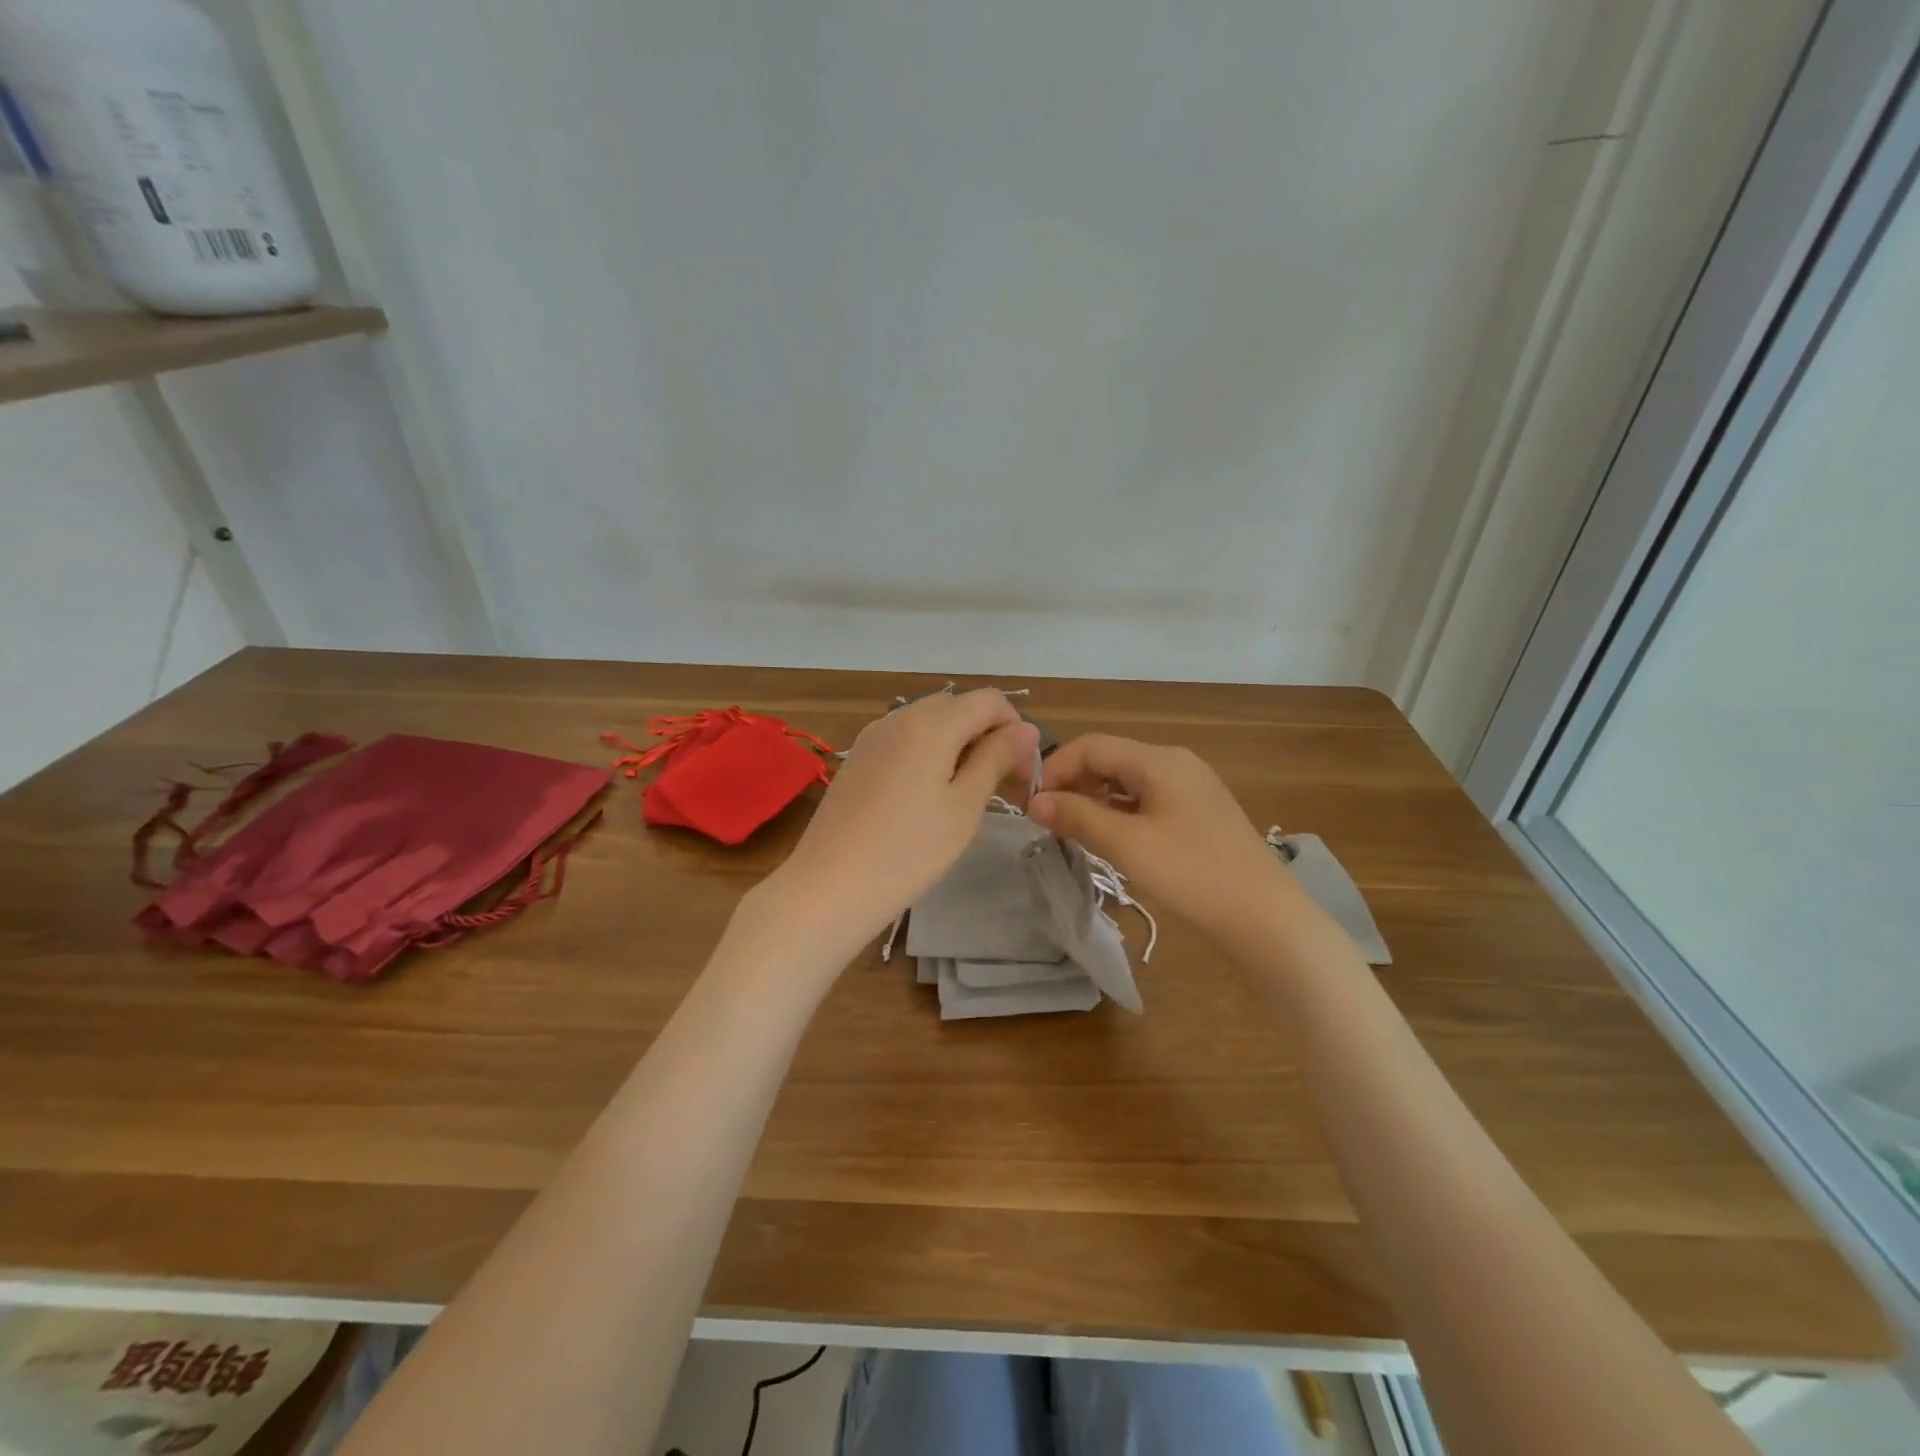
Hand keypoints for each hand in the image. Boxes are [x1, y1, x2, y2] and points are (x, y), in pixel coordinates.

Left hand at [770, 690, 1038, 945]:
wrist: (829, 887)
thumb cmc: (909, 851)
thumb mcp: (965, 806)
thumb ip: (996, 759)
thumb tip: (1025, 729)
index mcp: (931, 722)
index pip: (989, 700)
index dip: (1015, 728)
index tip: (1022, 773)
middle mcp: (899, 716)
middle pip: (957, 707)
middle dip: (987, 735)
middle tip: (1000, 785)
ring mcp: (872, 736)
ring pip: (929, 723)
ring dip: (957, 745)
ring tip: (965, 794)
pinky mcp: (857, 758)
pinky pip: (904, 740)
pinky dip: (928, 754)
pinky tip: (926, 797)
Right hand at [1029, 734, 1284, 942]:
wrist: (1265, 917)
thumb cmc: (1193, 875)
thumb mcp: (1128, 845)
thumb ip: (1078, 816)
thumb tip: (1034, 801)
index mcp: (1159, 760)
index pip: (1091, 745)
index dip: (1055, 769)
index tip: (1030, 804)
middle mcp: (1175, 762)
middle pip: (1110, 759)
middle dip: (1073, 784)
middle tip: (1047, 820)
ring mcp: (1191, 786)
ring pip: (1127, 781)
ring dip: (1094, 800)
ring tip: (1071, 831)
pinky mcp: (1198, 812)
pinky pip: (1147, 799)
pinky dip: (1119, 812)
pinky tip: (1110, 838)